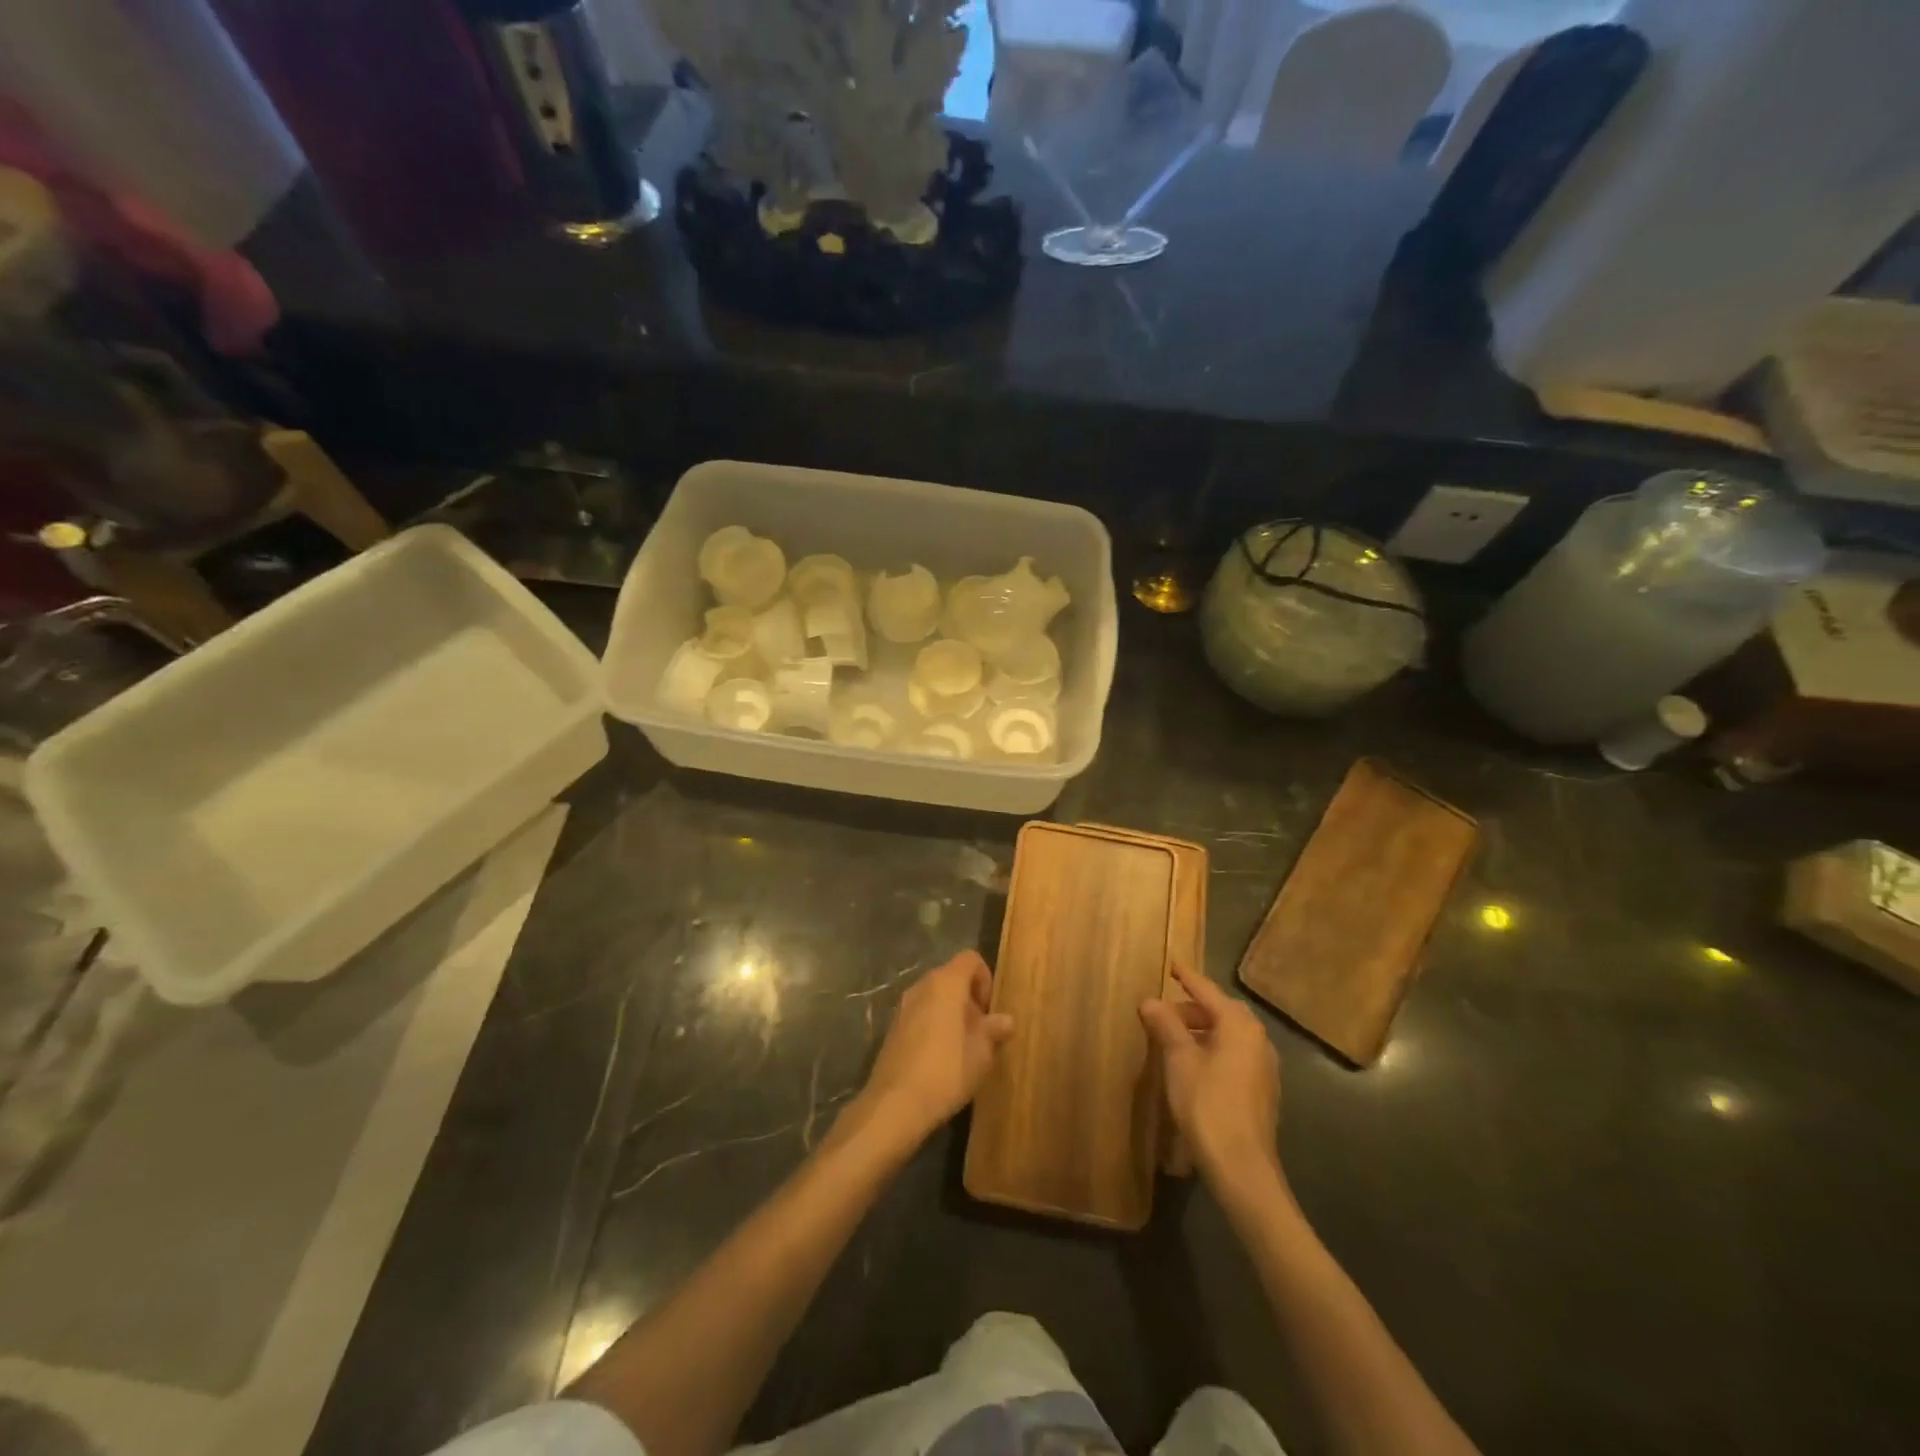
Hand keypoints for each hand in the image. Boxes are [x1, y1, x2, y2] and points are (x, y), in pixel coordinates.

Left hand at [856, 951, 1013, 1147]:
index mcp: (946, 983)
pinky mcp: (893, 1028)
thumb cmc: (947, 1070)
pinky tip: (940, 1058)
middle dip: (970, 999)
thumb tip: (1007, 1020)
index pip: (970, 959)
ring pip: (935, 997)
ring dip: (952, 1013)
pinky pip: (921, 1014)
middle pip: (952, 977)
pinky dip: (934, 1025)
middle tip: (981, 1032)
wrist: (895, 1104)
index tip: (989, 1011)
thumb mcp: (981, 1052)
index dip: (985, 979)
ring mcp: (903, 1006)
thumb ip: (994, 1030)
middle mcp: (922, 986)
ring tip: (963, 1047)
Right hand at [1141, 963, 1283, 1191]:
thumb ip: (1166, 1026)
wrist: (1242, 1166)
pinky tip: (1193, 1063)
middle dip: (1191, 1008)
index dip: (1187, 977)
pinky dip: (1212, 1048)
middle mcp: (1258, 1039)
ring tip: (1172, 1037)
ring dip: (1201, 1030)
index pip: (1208, 991)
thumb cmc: (1208, 1104)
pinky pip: (1234, 1054)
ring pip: (1228, 1034)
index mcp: (1239, 1025)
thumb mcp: (1179, 1060)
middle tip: (1163, 1011)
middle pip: (1221, 1011)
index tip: (1171, 964)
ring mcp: (1264, 1066)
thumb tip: (1150, 1001)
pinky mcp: (1262, 1090)